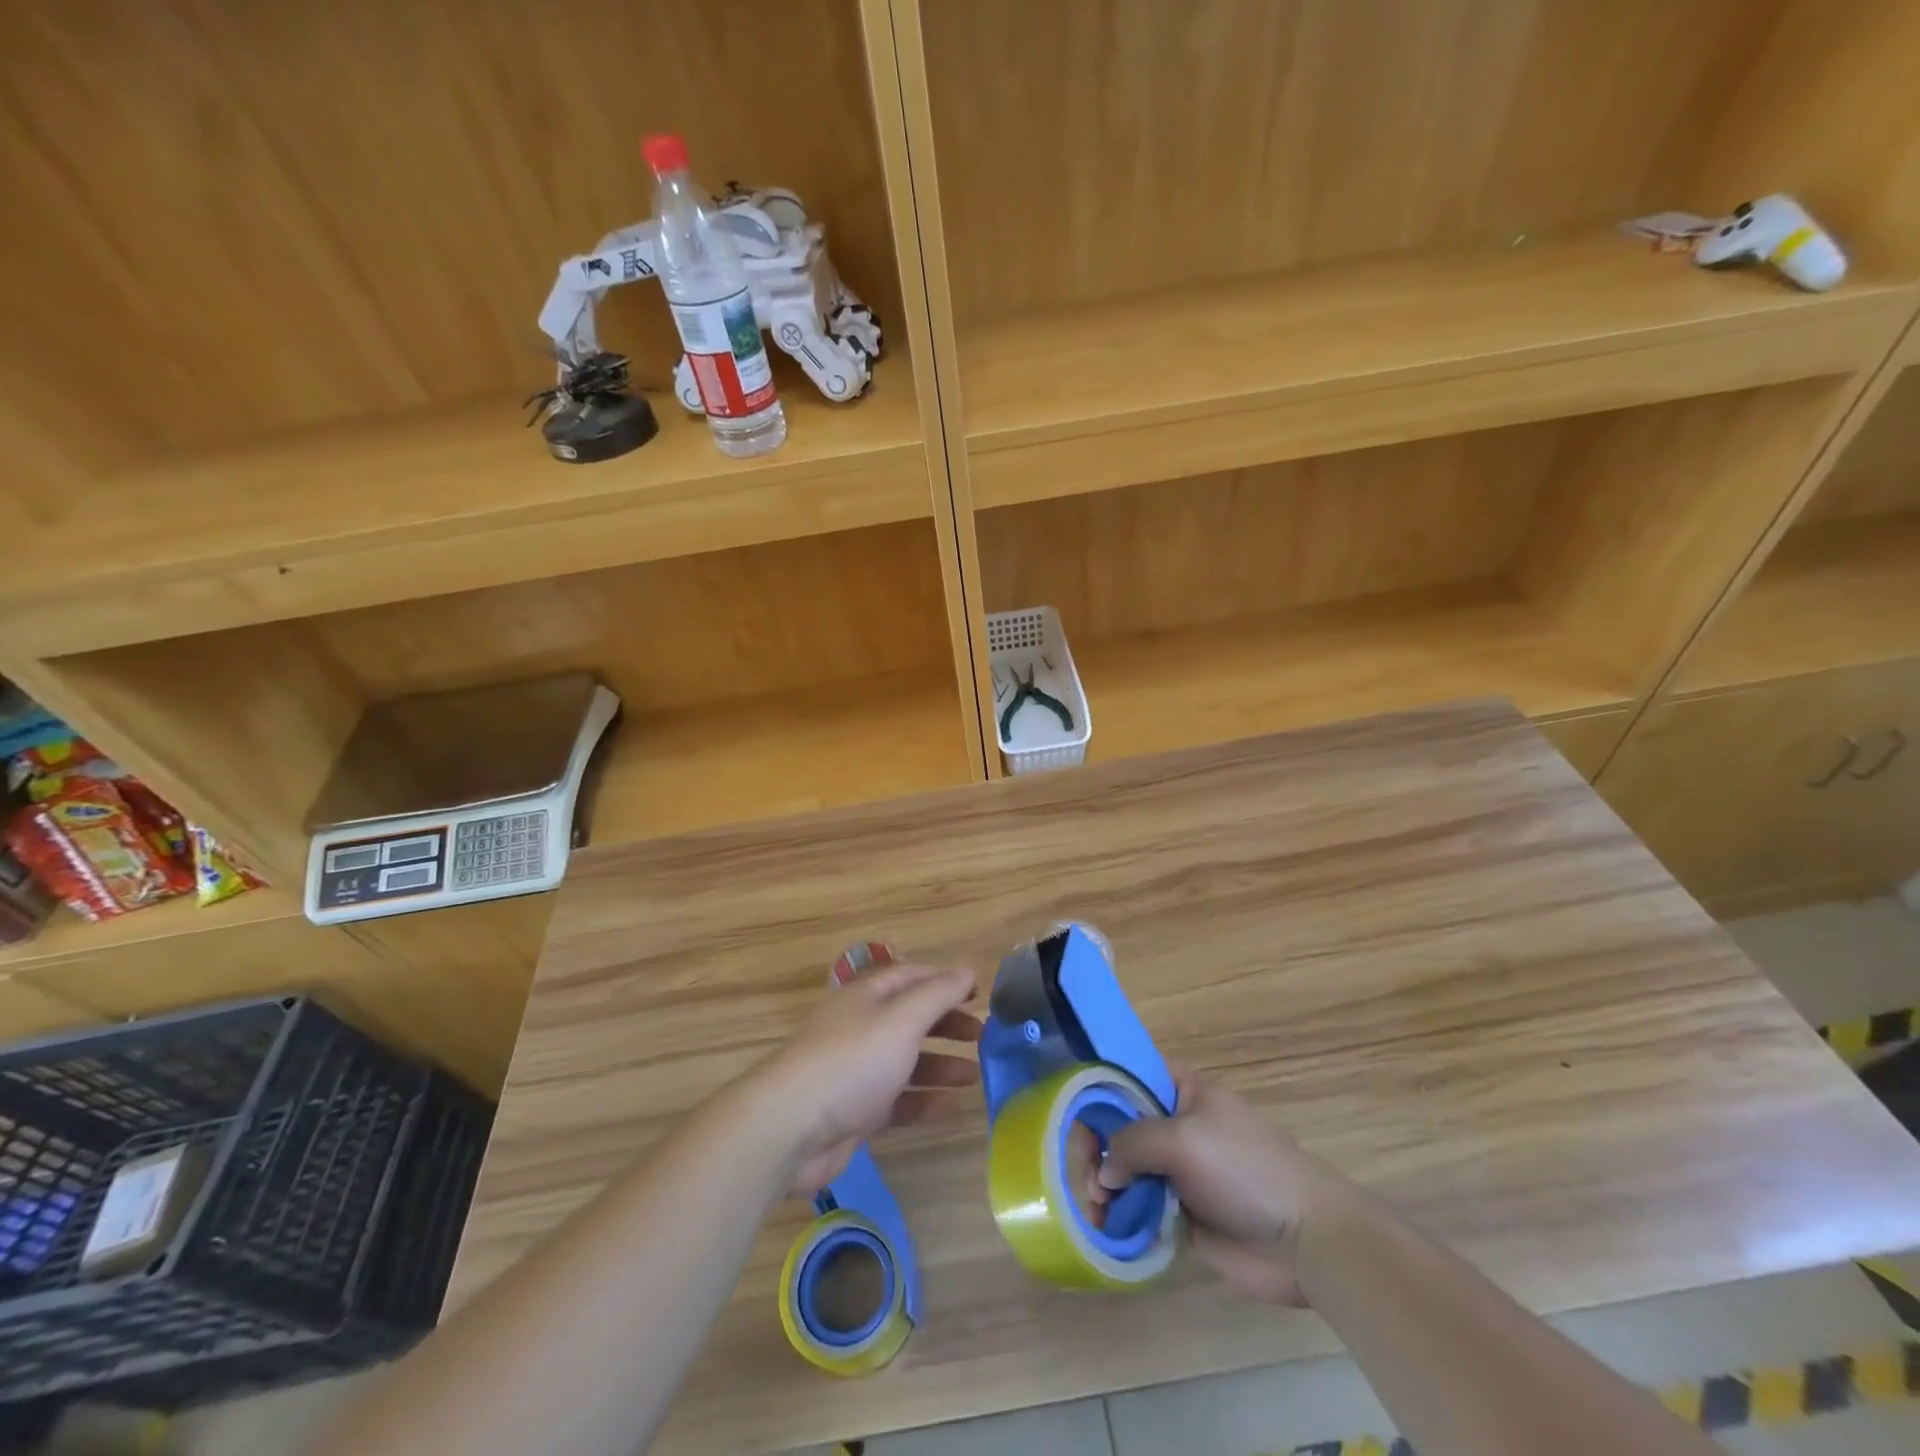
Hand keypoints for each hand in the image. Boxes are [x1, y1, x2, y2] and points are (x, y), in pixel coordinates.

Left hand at [755, 963, 981, 1194]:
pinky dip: (924, 1101)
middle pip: (911, 1017)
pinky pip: (898, 1100)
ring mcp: (858, 1070)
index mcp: (868, 996)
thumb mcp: (901, 1019)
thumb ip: (938, 995)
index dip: (946, 980)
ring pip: (907, 1060)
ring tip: (975, 1076)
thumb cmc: (851, 1061)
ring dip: (941, 1064)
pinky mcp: (855, 1110)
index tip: (980, 993)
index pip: (912, 976)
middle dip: (947, 1023)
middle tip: (982, 1036)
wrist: (790, 1128)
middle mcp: (862, 1026)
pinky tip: (952, 1109)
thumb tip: (967, 971)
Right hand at [1093, 1069, 1351, 1304]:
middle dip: (1096, 1143)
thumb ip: (1133, 1142)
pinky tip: (1104, 1225)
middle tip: (1083, 1168)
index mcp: (1182, 1091)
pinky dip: (1119, 1214)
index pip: (1130, 1072)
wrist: (1305, 1239)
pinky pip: (1140, 1206)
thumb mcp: (1183, 1139)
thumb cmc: (1244, 1169)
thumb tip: (1105, 1172)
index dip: (1098, 1083)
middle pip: (1120, 1124)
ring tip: (1095, 1204)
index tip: (1065, 1103)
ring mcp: (1178, 1171)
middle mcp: (1175, 1125)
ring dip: (1104, 1183)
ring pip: (1126, 1168)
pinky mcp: (1182, 1214)